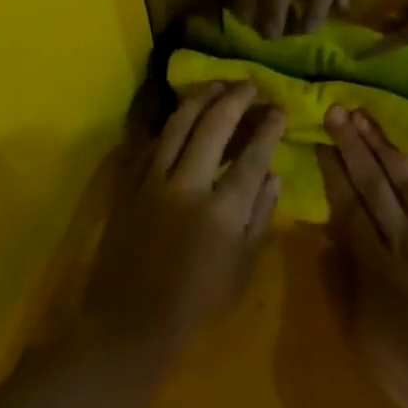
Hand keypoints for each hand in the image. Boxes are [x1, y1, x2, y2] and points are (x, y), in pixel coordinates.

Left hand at [81, 83, 284, 359]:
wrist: (130, 323)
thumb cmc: (196, 303)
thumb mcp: (242, 269)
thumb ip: (260, 218)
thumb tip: (274, 176)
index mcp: (222, 211)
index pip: (253, 156)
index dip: (268, 127)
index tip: (279, 109)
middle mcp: (188, 186)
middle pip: (213, 126)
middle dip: (235, 99)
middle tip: (249, 85)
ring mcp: (153, 182)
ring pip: (177, 125)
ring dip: (199, 99)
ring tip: (216, 84)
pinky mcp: (128, 186)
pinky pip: (149, 144)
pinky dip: (167, 125)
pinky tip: (178, 116)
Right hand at [318, 108, 407, 407]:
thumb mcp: (361, 336)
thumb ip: (340, 285)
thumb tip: (326, 239)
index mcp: (375, 265)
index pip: (348, 205)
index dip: (333, 170)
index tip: (322, 138)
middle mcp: (406, 239)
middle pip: (375, 183)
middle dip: (354, 144)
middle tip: (339, 109)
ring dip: (387, 145)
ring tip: (370, 116)